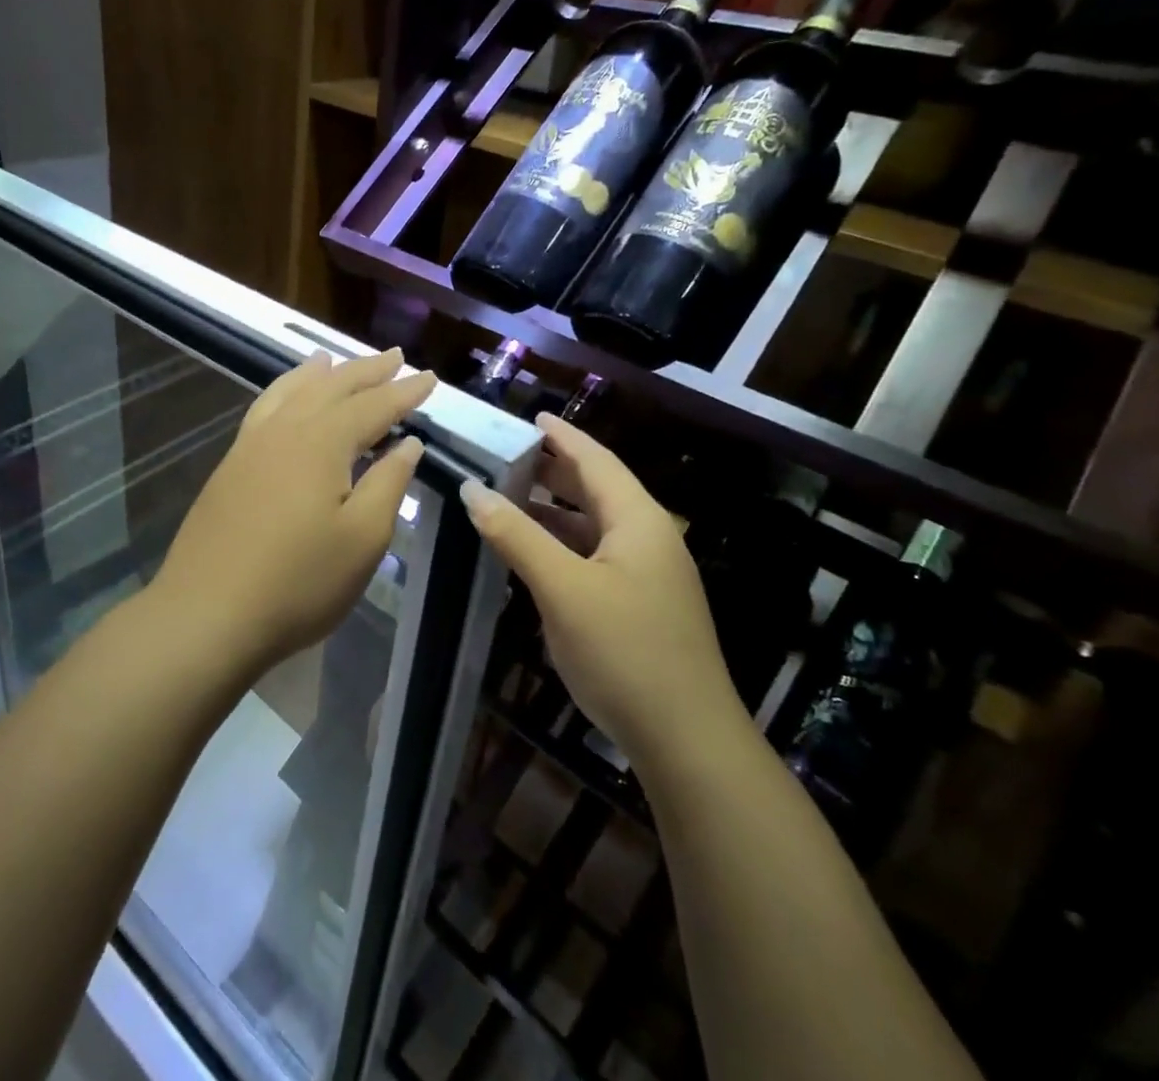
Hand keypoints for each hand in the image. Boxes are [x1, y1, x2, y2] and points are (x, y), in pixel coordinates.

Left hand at [154, 349, 435, 670]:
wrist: (207, 614)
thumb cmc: (298, 582)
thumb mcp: (362, 538)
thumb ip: (389, 483)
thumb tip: (407, 443)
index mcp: (322, 442)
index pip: (373, 405)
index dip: (404, 392)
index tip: (430, 377)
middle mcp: (285, 430)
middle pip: (331, 387)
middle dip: (366, 371)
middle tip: (395, 357)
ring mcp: (251, 445)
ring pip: (291, 391)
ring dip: (319, 373)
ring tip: (333, 358)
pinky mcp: (230, 465)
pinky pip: (264, 408)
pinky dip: (284, 391)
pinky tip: (286, 399)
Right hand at [460, 413, 742, 766]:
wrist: (686, 741)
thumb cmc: (625, 651)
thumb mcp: (563, 589)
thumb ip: (517, 536)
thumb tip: (472, 490)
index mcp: (639, 521)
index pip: (596, 461)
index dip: (563, 436)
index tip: (531, 417)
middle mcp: (649, 539)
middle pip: (597, 489)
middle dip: (554, 469)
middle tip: (506, 455)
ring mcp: (648, 575)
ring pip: (595, 526)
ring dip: (554, 509)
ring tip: (509, 497)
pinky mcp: (640, 606)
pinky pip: (595, 556)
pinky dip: (563, 544)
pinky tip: (534, 554)